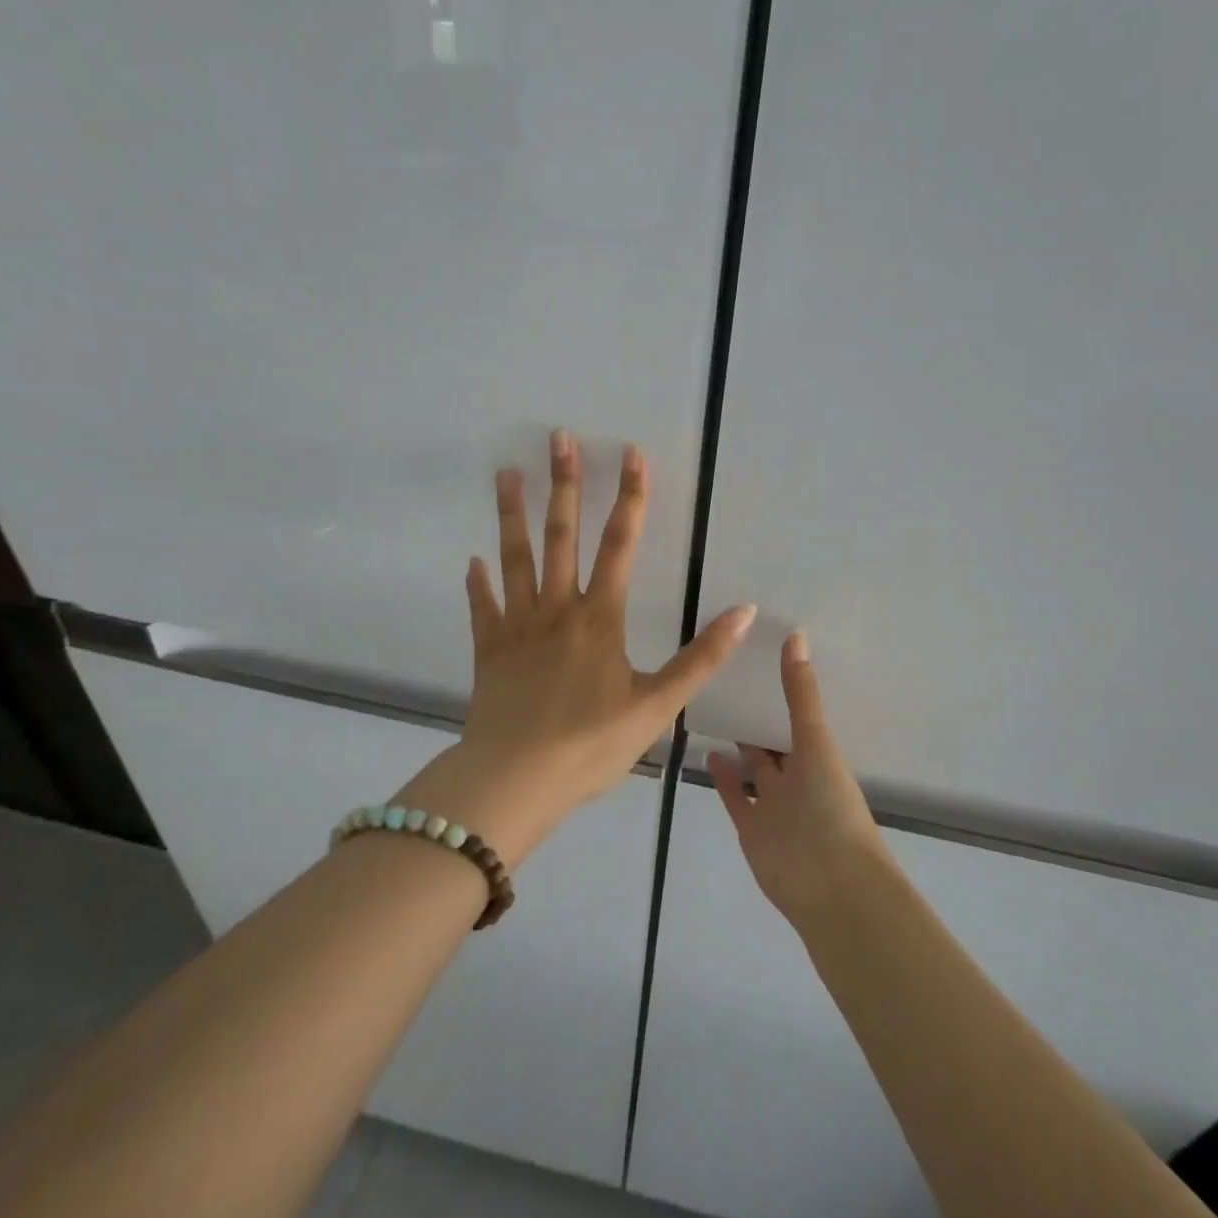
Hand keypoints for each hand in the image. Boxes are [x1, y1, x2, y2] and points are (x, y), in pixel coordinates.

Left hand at [409, 430, 755, 864]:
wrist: (516, 779)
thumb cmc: (591, 744)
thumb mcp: (658, 705)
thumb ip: (701, 657)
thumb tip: (745, 612)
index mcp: (599, 619)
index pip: (620, 544)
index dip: (630, 497)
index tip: (631, 453)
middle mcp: (557, 610)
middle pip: (561, 536)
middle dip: (564, 484)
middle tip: (558, 438)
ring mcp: (517, 627)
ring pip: (515, 559)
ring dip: (512, 515)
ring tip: (506, 474)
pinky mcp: (489, 651)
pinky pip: (483, 608)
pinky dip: (478, 584)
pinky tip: (472, 562)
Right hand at [709, 633, 891, 923]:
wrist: (831, 884)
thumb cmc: (831, 806)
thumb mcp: (817, 742)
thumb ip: (801, 694)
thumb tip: (796, 635)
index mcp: (817, 756)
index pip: (796, 717)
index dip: (780, 692)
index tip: (756, 659)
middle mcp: (795, 777)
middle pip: (773, 744)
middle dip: (755, 719)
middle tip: (725, 682)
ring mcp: (772, 804)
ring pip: (751, 770)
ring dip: (736, 748)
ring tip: (709, 714)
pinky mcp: (750, 827)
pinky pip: (733, 797)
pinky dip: (721, 777)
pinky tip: (706, 751)